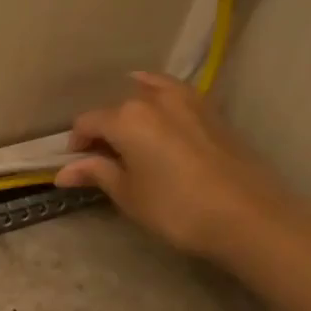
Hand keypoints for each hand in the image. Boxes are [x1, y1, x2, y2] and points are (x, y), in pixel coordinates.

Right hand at [55, 72, 301, 263]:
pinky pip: (175, 96)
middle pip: (117, 107)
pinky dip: (160, 100)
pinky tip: (159, 116)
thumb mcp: (128, 195)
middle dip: (105, 129)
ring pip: (148, 94)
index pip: (88, 122)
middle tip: (103, 157)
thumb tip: (63, 172)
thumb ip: (97, 174)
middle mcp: (154, 99)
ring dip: (132, 110)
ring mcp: (188, 100)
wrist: (247, 215)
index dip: (77, 143)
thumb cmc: (176, 208)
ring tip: (130, 134)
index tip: (77, 166)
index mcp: (126, 118)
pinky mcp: (212, 111)